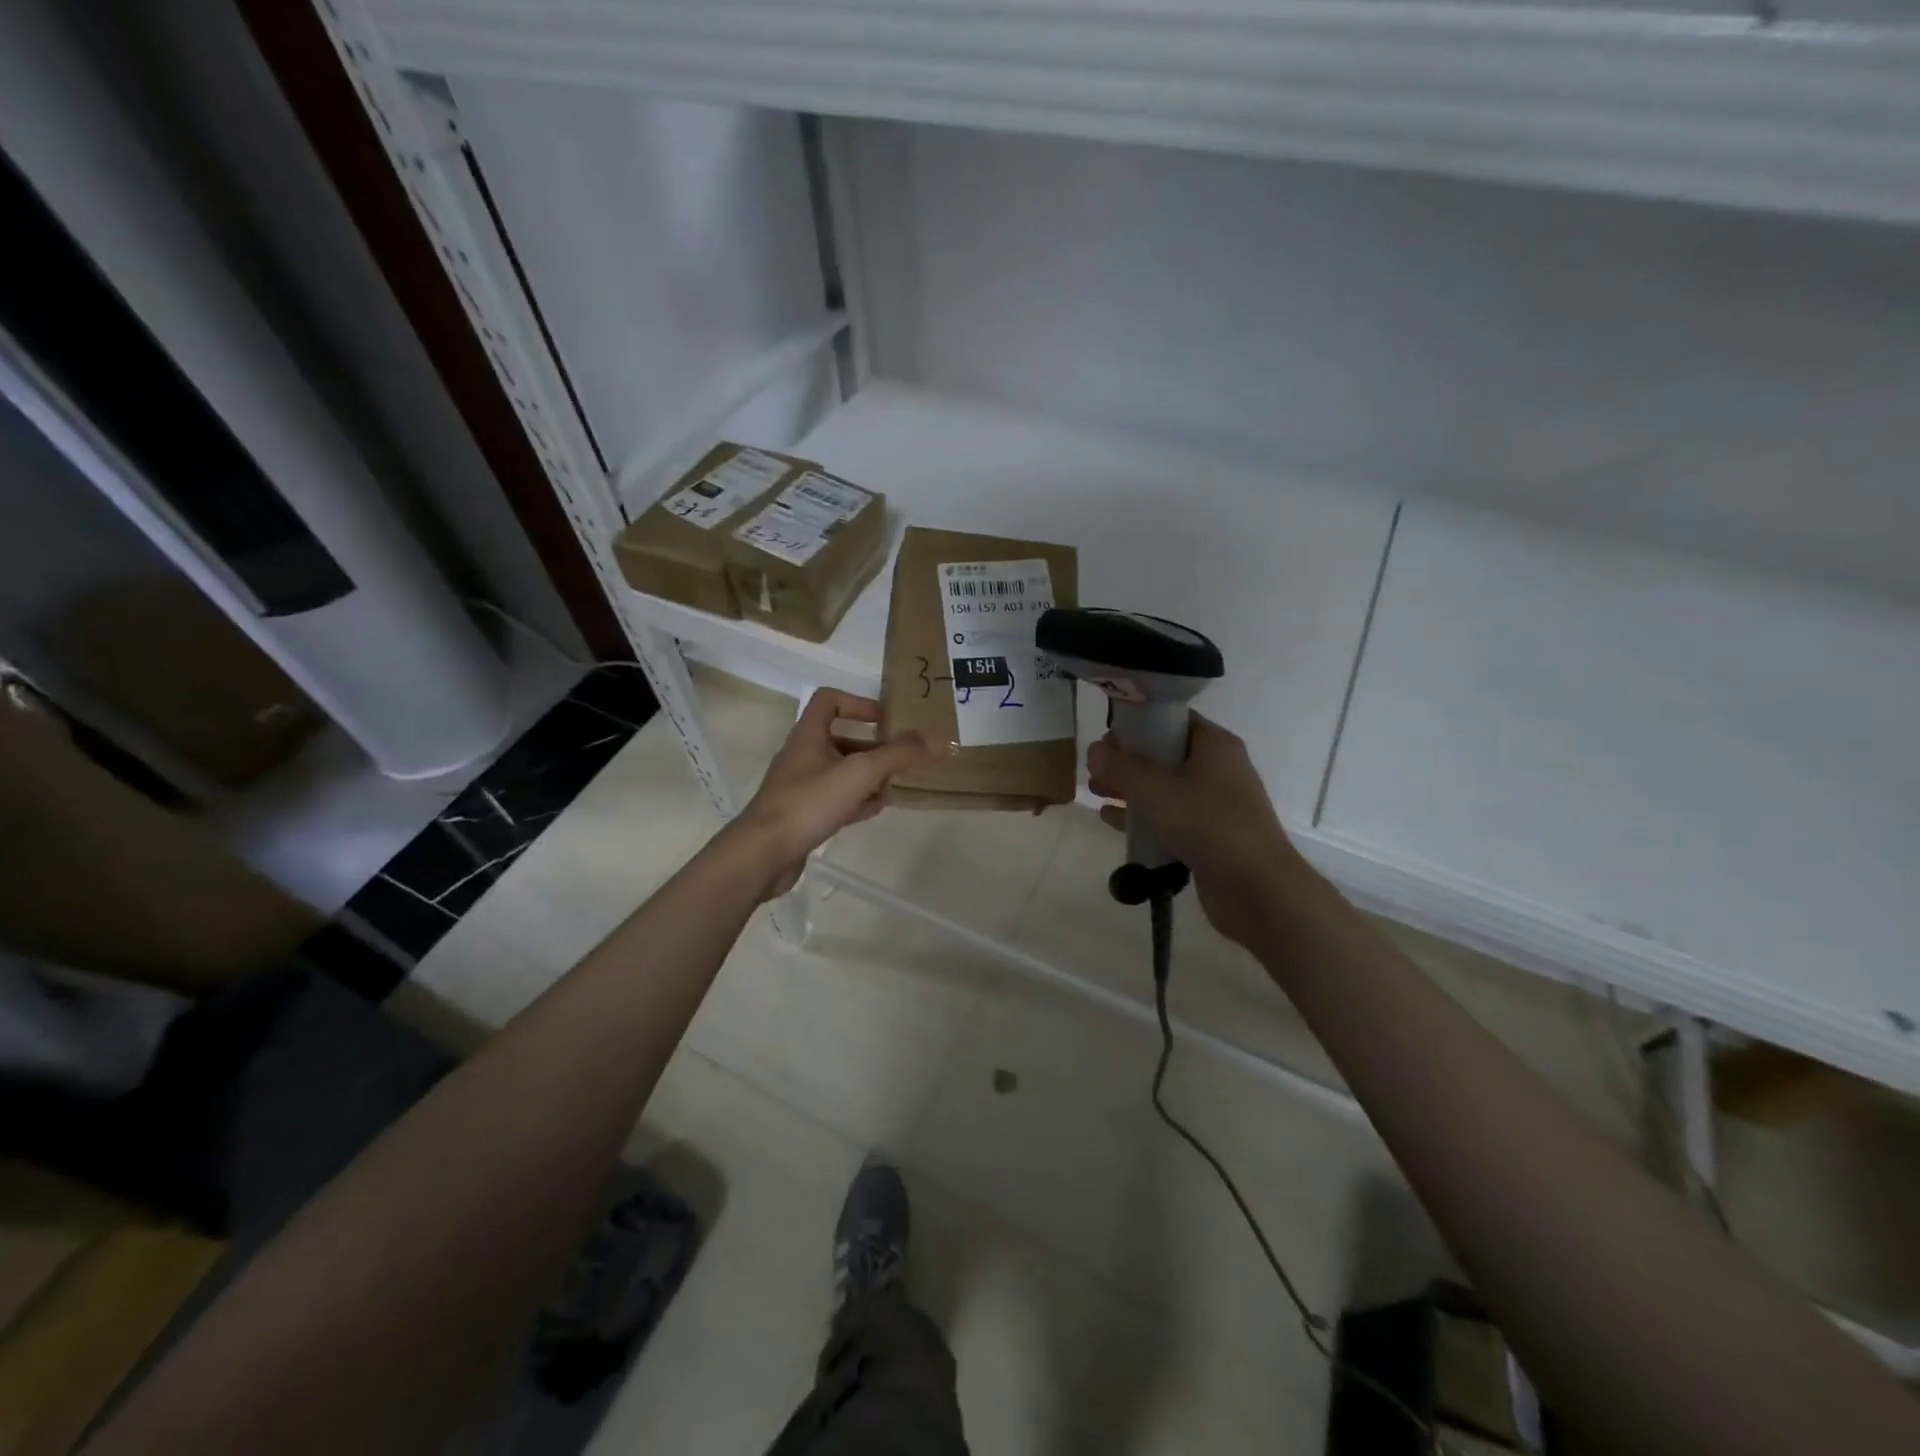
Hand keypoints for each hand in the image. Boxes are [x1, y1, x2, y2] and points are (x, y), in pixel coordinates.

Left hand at [725, 688, 946, 900]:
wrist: (764, 853)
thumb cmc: (809, 802)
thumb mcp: (861, 772)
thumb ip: (900, 754)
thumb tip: (939, 738)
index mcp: (809, 735)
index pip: (830, 700)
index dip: (859, 703)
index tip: (886, 719)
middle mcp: (803, 755)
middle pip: (841, 739)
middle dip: (873, 747)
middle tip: (901, 758)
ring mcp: (801, 787)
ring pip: (841, 772)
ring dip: (867, 776)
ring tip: (894, 785)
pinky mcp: (803, 814)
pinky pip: (835, 799)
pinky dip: (855, 801)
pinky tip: (873, 810)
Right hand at [1086, 714, 1303, 948]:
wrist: (1258, 888)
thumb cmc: (1208, 824)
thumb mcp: (1157, 790)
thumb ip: (1121, 768)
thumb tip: (1093, 749)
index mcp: (1214, 745)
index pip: (1172, 720)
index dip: (1137, 724)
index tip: (1106, 736)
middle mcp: (1218, 768)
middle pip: (1165, 754)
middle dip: (1127, 760)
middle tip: (1094, 768)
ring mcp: (1215, 804)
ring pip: (1165, 787)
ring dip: (1131, 789)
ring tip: (1095, 793)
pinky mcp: (1209, 835)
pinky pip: (1170, 817)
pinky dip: (1143, 816)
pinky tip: (1111, 820)